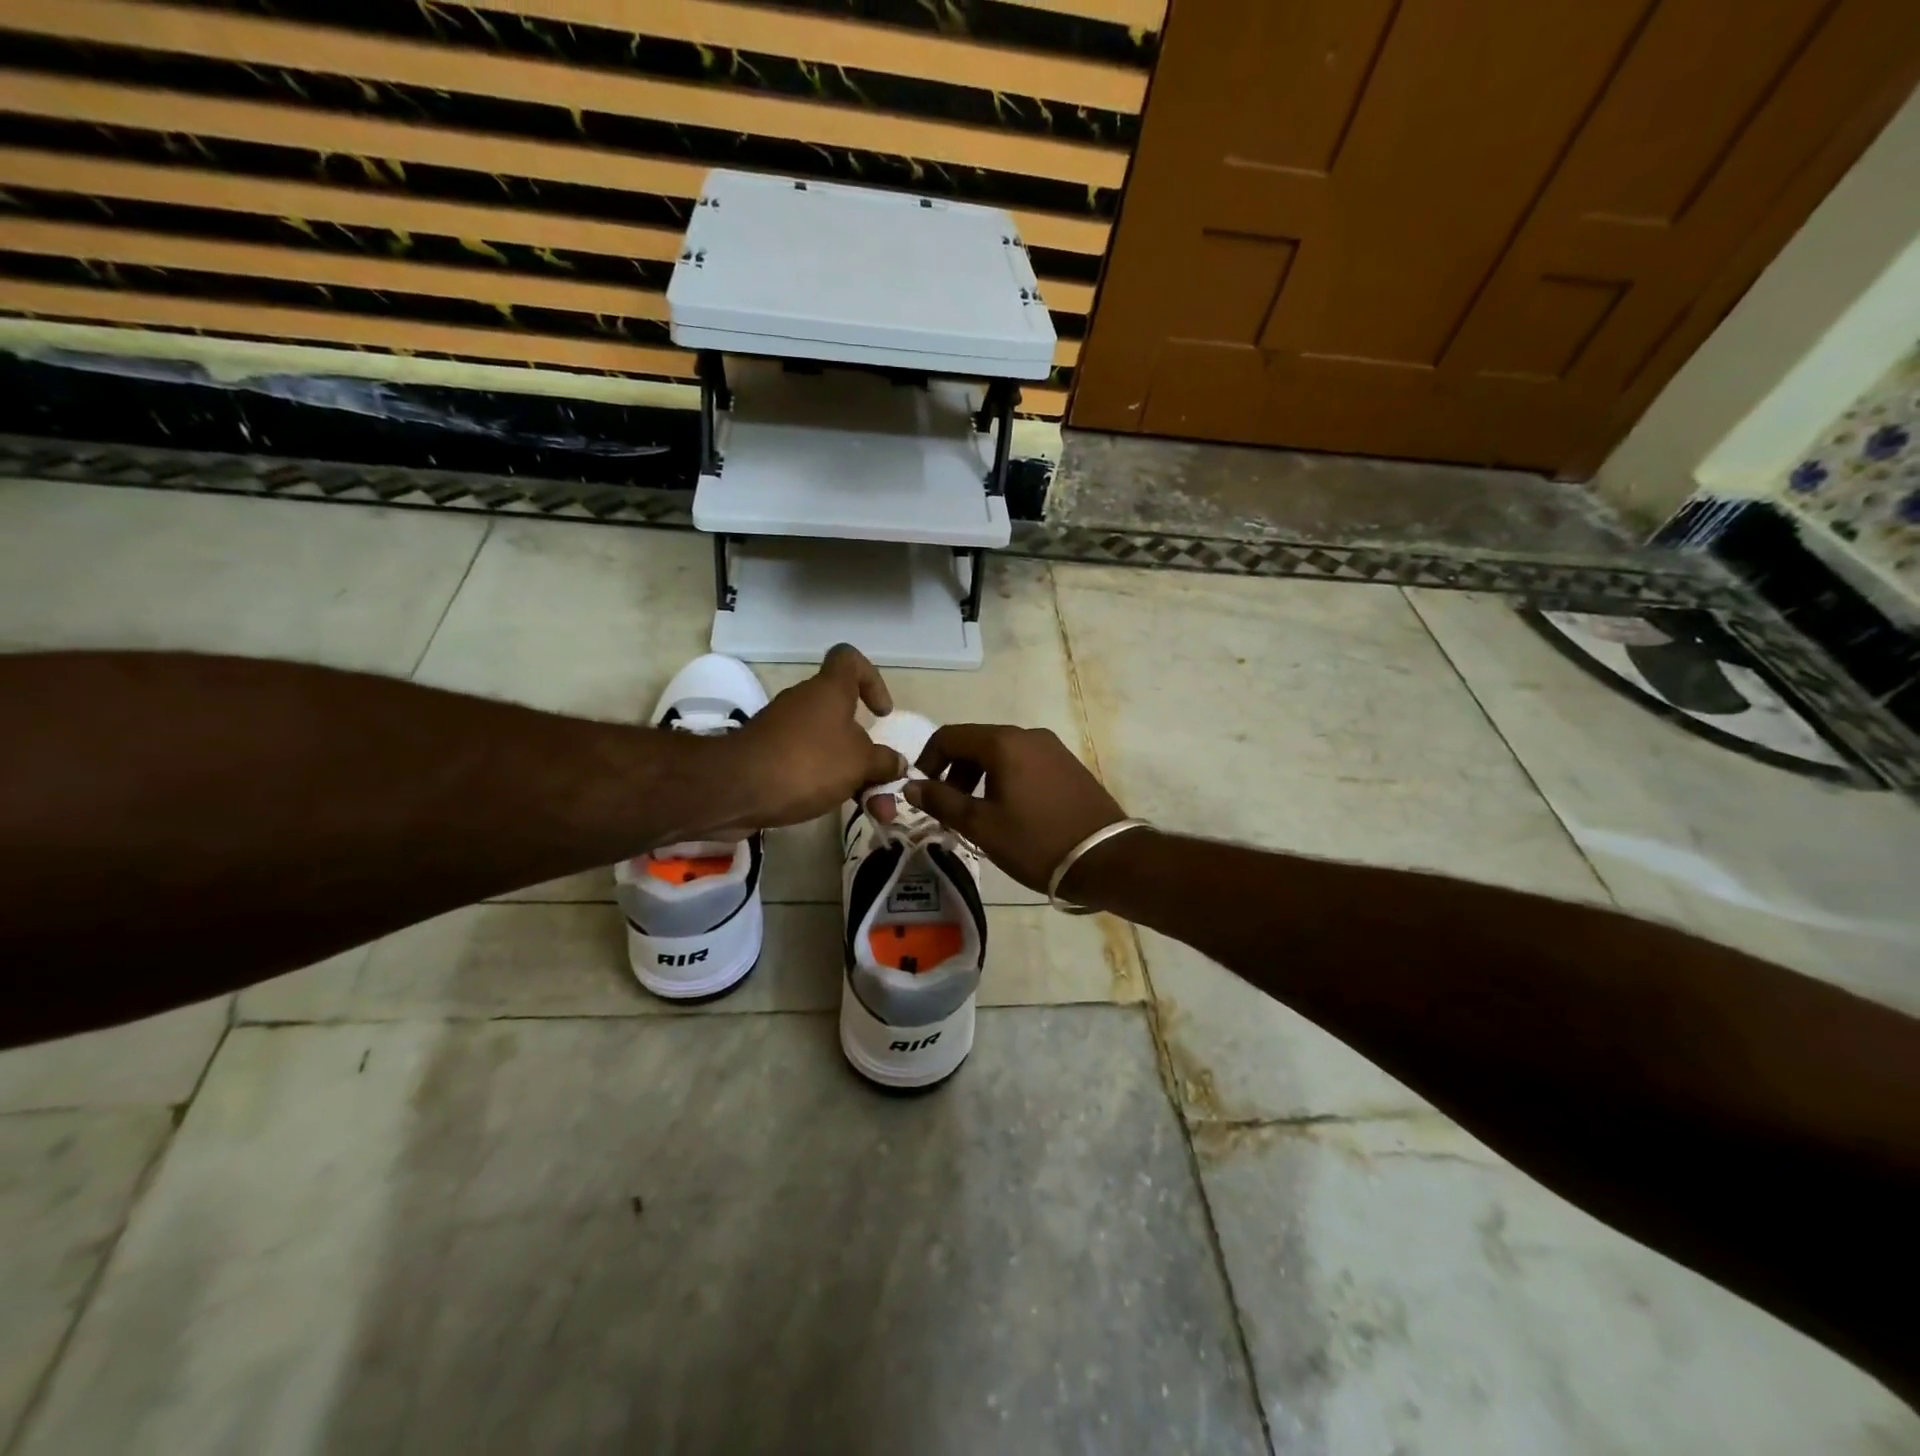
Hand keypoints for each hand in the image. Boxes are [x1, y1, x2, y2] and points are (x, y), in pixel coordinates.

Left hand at [713, 645, 907, 830]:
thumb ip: (884, 762)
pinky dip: (824, 781)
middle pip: (843, 713)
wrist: (736, 788)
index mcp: (829, 691)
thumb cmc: (807, 763)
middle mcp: (805, 703)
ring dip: (850, 772)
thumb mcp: (860, 764)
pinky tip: (834, 805)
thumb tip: (896, 763)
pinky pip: (806, 762)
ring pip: (827, 744)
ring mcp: (782, 730)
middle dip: (867, 748)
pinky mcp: (767, 757)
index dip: (871, 679)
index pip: (849, 659)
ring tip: (868, 806)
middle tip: (881, 780)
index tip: (881, 713)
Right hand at [905, 724, 1126, 891]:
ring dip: (978, 778)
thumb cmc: (1036, 842)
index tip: (922, 792)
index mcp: (1003, 743)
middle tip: (949, 810)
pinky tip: (1009, 813)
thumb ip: (941, 801)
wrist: (1106, 858)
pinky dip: (1005, 779)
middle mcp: (1028, 735)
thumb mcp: (981, 825)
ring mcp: (1053, 748)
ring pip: (1001, 754)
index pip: (949, 736)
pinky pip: (1024, 763)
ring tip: (977, 815)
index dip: (927, 761)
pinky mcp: (1068, 765)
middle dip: (954, 772)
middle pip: (976, 743)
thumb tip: (910, 786)